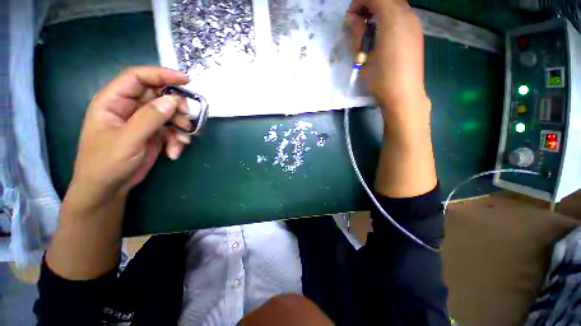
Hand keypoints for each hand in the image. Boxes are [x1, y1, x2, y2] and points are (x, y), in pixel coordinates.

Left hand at [69, 66, 190, 207]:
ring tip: (182, 141)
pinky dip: (178, 139)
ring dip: (180, 127)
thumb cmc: (107, 163)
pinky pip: (172, 130)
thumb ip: (150, 118)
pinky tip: (175, 152)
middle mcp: (129, 107)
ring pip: (169, 114)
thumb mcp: (128, 139)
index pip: (138, 77)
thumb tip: (173, 101)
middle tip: (187, 118)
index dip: (162, 74)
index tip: (186, 80)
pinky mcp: (153, 134)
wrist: (108, 188)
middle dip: (176, 107)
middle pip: (159, 95)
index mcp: (114, 101)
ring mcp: (143, 121)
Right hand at [345, 1, 436, 197]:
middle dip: (369, 4)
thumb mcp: (363, 60)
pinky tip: (381, 35)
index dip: (359, 2)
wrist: (404, 96)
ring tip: (367, 29)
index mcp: (392, 20)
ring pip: (396, 5)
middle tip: (357, 23)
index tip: (349, 19)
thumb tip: (350, 19)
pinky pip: (402, 16)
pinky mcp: (416, 34)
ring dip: (379, 11)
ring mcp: (414, 25)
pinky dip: (389, 18)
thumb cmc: (381, 80)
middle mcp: (407, 16)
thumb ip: (356, 36)